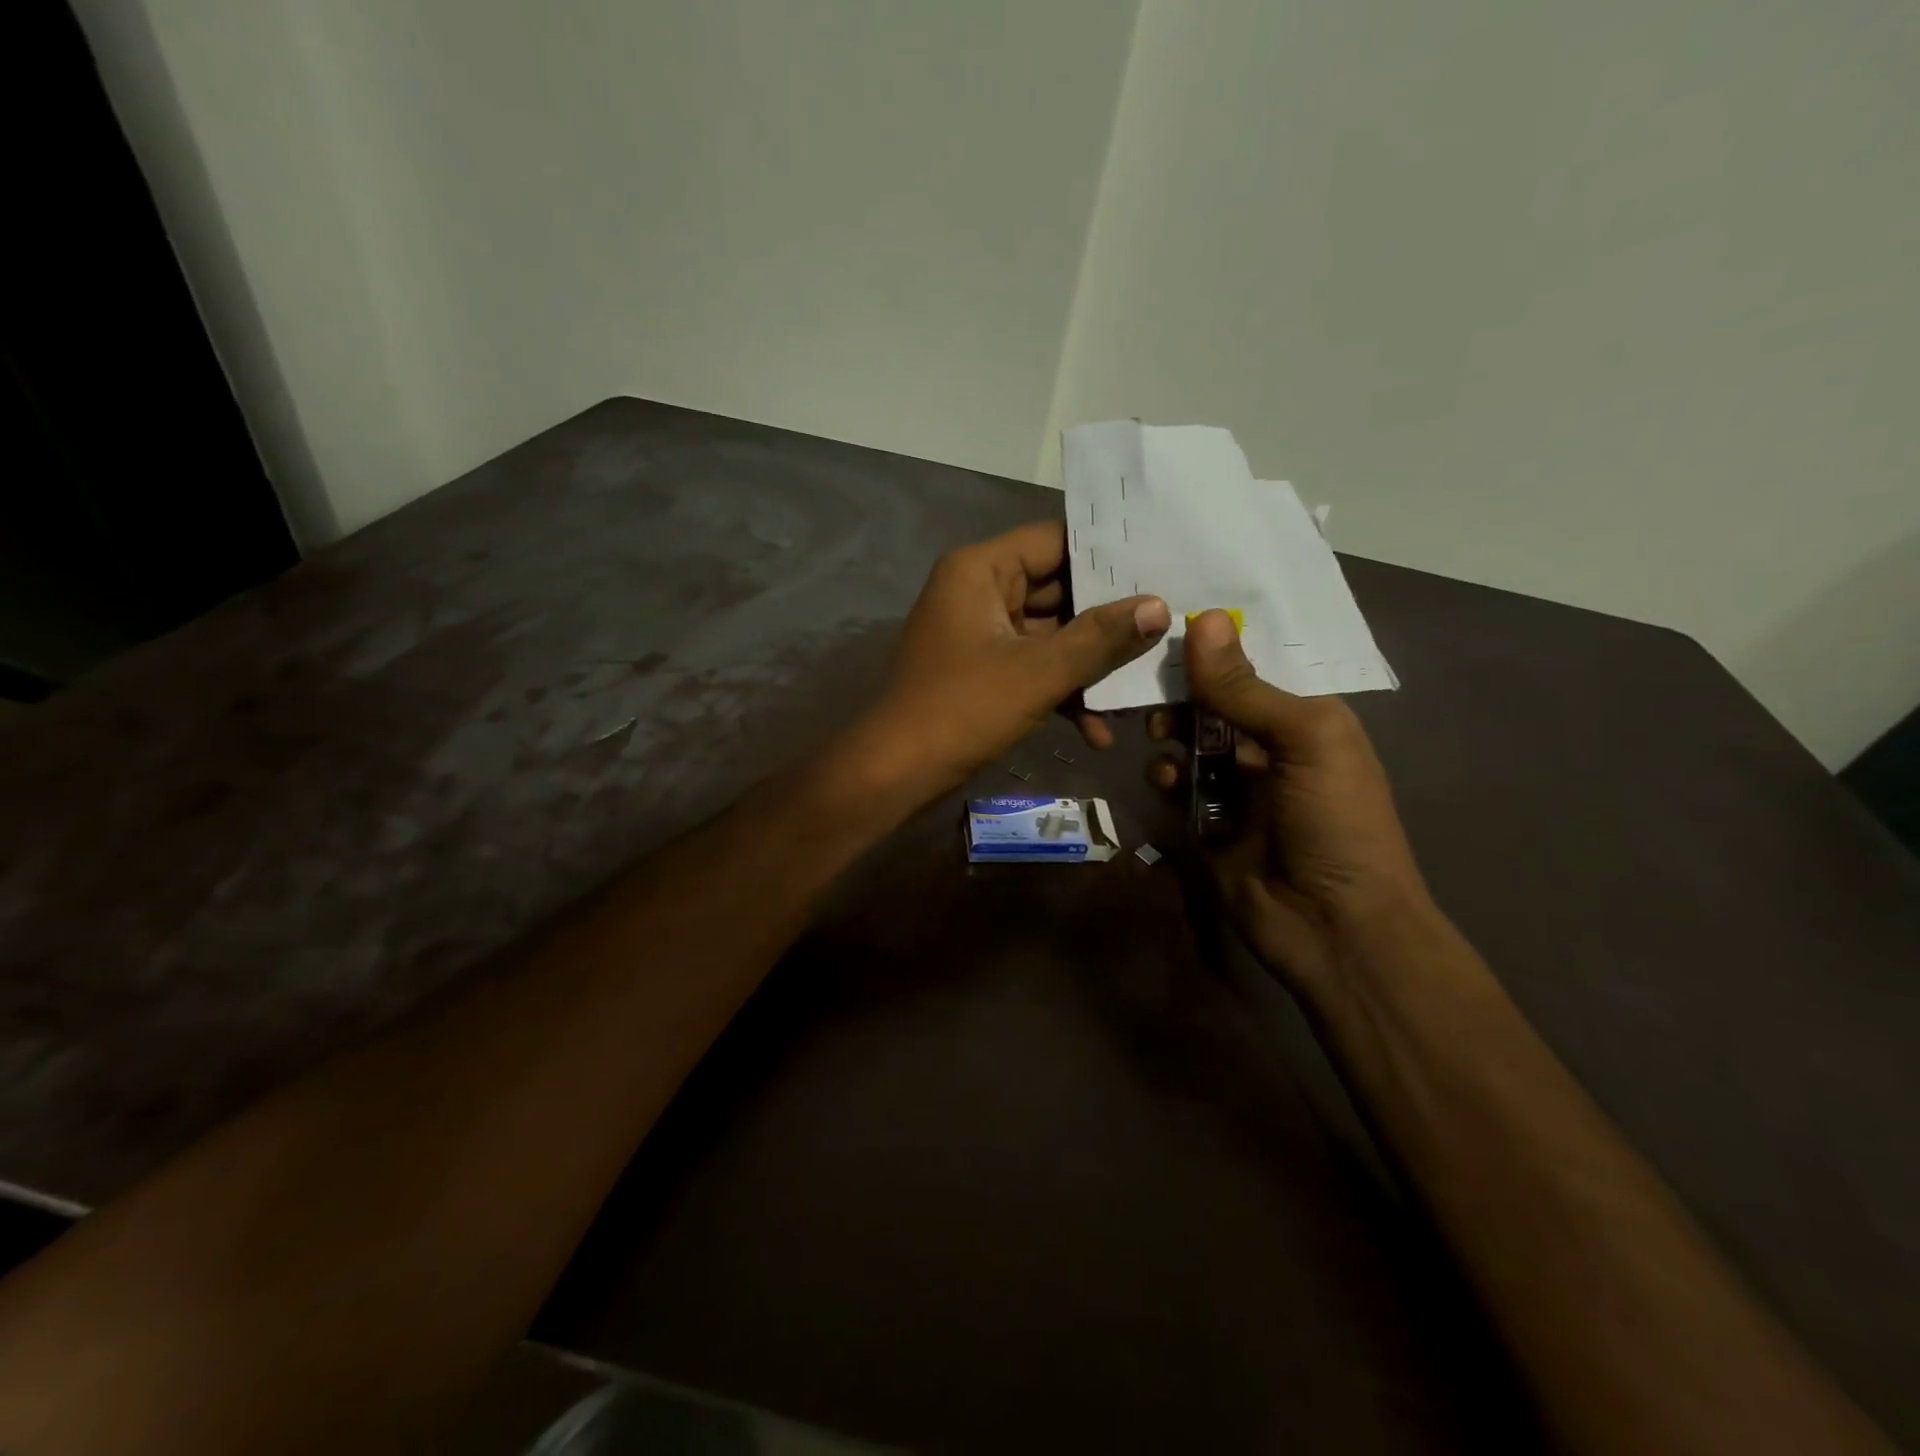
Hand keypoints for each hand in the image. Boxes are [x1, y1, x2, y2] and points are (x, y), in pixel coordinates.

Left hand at [855, 521, 1169, 800]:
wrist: (896, 773)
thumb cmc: (962, 709)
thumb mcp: (1039, 672)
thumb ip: (1100, 638)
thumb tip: (1159, 606)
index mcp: (981, 570)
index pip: (1055, 540)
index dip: (1107, 555)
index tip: (1160, 568)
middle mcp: (979, 591)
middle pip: (1058, 590)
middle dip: (1108, 621)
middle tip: (1167, 628)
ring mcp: (981, 634)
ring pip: (1051, 635)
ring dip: (1089, 667)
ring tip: (1139, 690)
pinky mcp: (984, 671)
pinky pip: (1033, 667)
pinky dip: (1062, 692)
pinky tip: (1097, 732)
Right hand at [1150, 610, 1431, 995]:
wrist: (1333, 928)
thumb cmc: (1336, 821)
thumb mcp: (1305, 741)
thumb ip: (1247, 688)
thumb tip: (1205, 620)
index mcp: (1307, 719)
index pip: (1257, 666)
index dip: (1218, 644)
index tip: (1168, 617)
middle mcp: (1270, 746)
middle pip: (1216, 702)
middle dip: (1184, 690)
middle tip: (1149, 682)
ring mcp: (1237, 787)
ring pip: (1191, 741)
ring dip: (1171, 731)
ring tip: (1157, 733)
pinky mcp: (1205, 822)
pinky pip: (1176, 785)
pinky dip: (1165, 775)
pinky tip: (1164, 777)